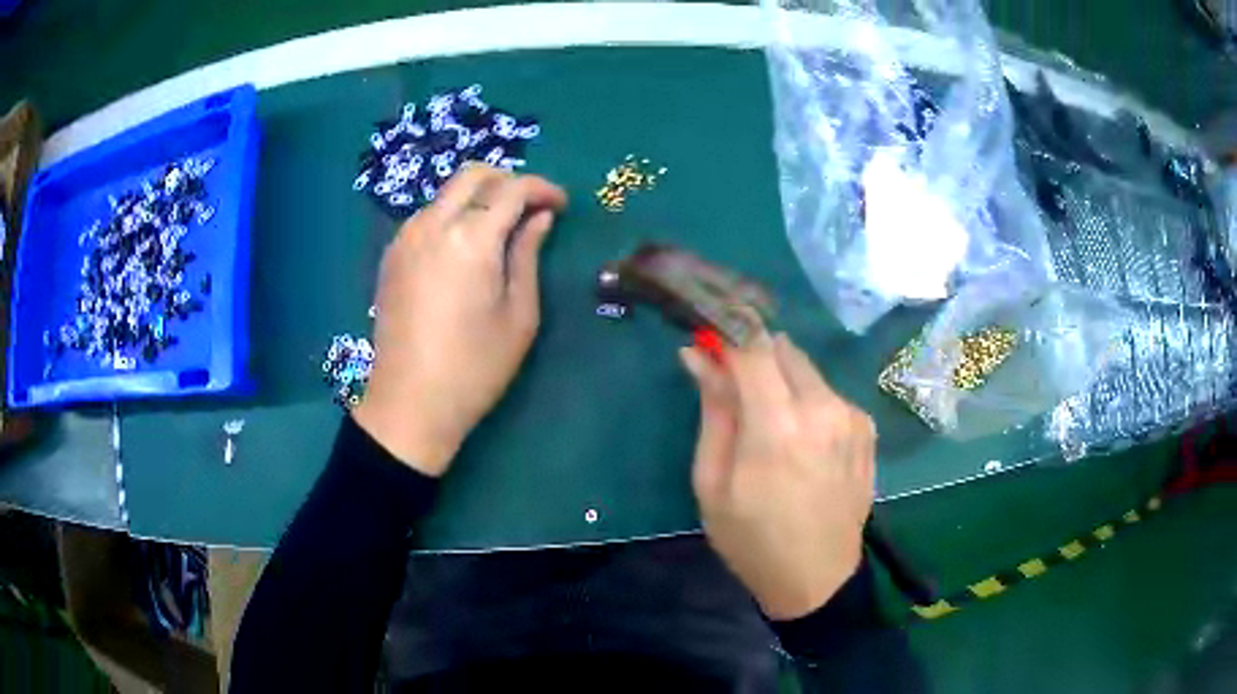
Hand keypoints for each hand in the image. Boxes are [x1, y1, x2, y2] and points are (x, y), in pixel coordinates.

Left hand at [355, 165, 566, 476]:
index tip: (561, 205)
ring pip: (446, 193)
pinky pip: (427, 215)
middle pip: (473, 174)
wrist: (409, 403)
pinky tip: (464, 246)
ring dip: (478, 197)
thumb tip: (539, 218)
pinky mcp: (391, 255)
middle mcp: (432, 225)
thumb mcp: (519, 315)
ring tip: (500, 227)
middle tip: (531, 207)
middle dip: (508, 180)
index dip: (543, 188)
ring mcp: (405, 238)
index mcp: (470, 239)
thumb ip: (528, 255)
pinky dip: (453, 215)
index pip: (512, 188)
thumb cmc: (474, 367)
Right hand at [679, 328, 875, 620]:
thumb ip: (713, 411)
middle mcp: (823, 408)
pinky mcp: (866, 427)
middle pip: (782, 348)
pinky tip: (804, 443)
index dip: (726, 335)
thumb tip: (698, 355)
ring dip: (782, 381)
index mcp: (778, 427)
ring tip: (772, 428)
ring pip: (806, 370)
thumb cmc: (752, 539)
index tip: (708, 342)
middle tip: (735, 394)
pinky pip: (828, 393)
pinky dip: (809, 402)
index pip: (751, 347)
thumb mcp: (714, 483)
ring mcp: (851, 416)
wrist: (817, 579)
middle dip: (754, 359)